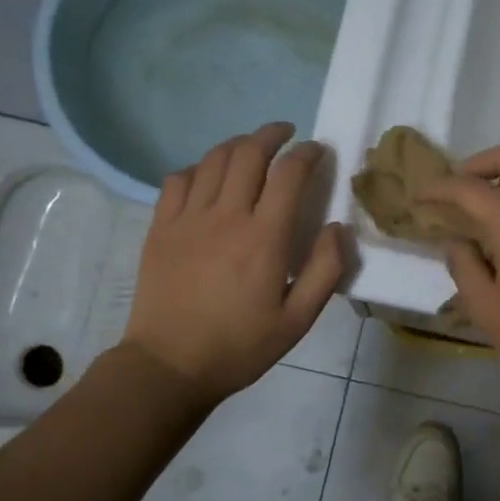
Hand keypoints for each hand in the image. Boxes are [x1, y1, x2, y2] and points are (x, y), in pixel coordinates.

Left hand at [122, 123, 347, 403]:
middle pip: (249, 153)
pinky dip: (199, 167)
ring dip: (238, 144)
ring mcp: (188, 218)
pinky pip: (179, 179)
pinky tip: (208, 177)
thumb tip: (339, 227)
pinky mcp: (160, 227)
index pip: (290, 174)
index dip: (308, 154)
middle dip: (272, 134)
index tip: (318, 151)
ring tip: (252, 147)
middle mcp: (226, 216)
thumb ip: (326, 270)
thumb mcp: (297, 320)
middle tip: (287, 135)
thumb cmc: (239, 346)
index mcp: (265, 238)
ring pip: (214, 159)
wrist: (169, 366)